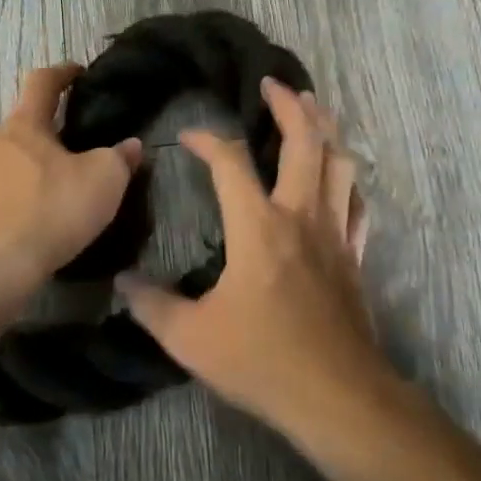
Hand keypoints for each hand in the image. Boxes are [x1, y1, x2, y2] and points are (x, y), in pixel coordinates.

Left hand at [0, 64, 143, 304]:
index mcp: (25, 125)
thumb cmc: (49, 215)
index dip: (61, 73)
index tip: (75, 73)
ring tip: (30, 203)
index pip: (42, 83)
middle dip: (38, 141)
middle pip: (17, 129)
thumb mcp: (103, 185)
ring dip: (12, 172)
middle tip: (61, 167)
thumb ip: (119, 159)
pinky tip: (1, 223)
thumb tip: (131, 144)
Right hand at [119, 78, 381, 428]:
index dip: (208, 140)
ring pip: (340, 162)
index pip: (230, 162)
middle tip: (273, 83)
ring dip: (326, 128)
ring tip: (314, 108)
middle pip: (305, 141)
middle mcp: (300, 215)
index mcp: (258, 226)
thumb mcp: (191, 339)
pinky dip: (347, 178)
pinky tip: (340, 175)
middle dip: (290, 105)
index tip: (189, 136)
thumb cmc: (263, 361)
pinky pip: (357, 201)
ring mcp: (334, 232)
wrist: (339, 397)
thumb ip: (153, 305)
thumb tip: (124, 281)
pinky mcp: (355, 255)